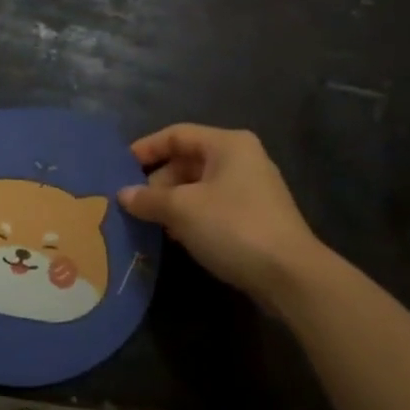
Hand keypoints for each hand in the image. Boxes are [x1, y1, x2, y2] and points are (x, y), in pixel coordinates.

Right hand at [119, 125, 323, 310]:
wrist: (290, 275)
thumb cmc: (233, 227)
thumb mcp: (182, 210)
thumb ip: (148, 198)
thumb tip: (123, 195)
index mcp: (227, 144)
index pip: (176, 134)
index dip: (145, 149)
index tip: (118, 169)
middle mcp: (241, 159)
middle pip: (187, 160)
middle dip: (157, 181)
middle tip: (131, 203)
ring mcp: (251, 189)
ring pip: (198, 186)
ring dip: (171, 202)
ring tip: (146, 221)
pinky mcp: (254, 217)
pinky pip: (212, 206)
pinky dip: (190, 216)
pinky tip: (173, 235)